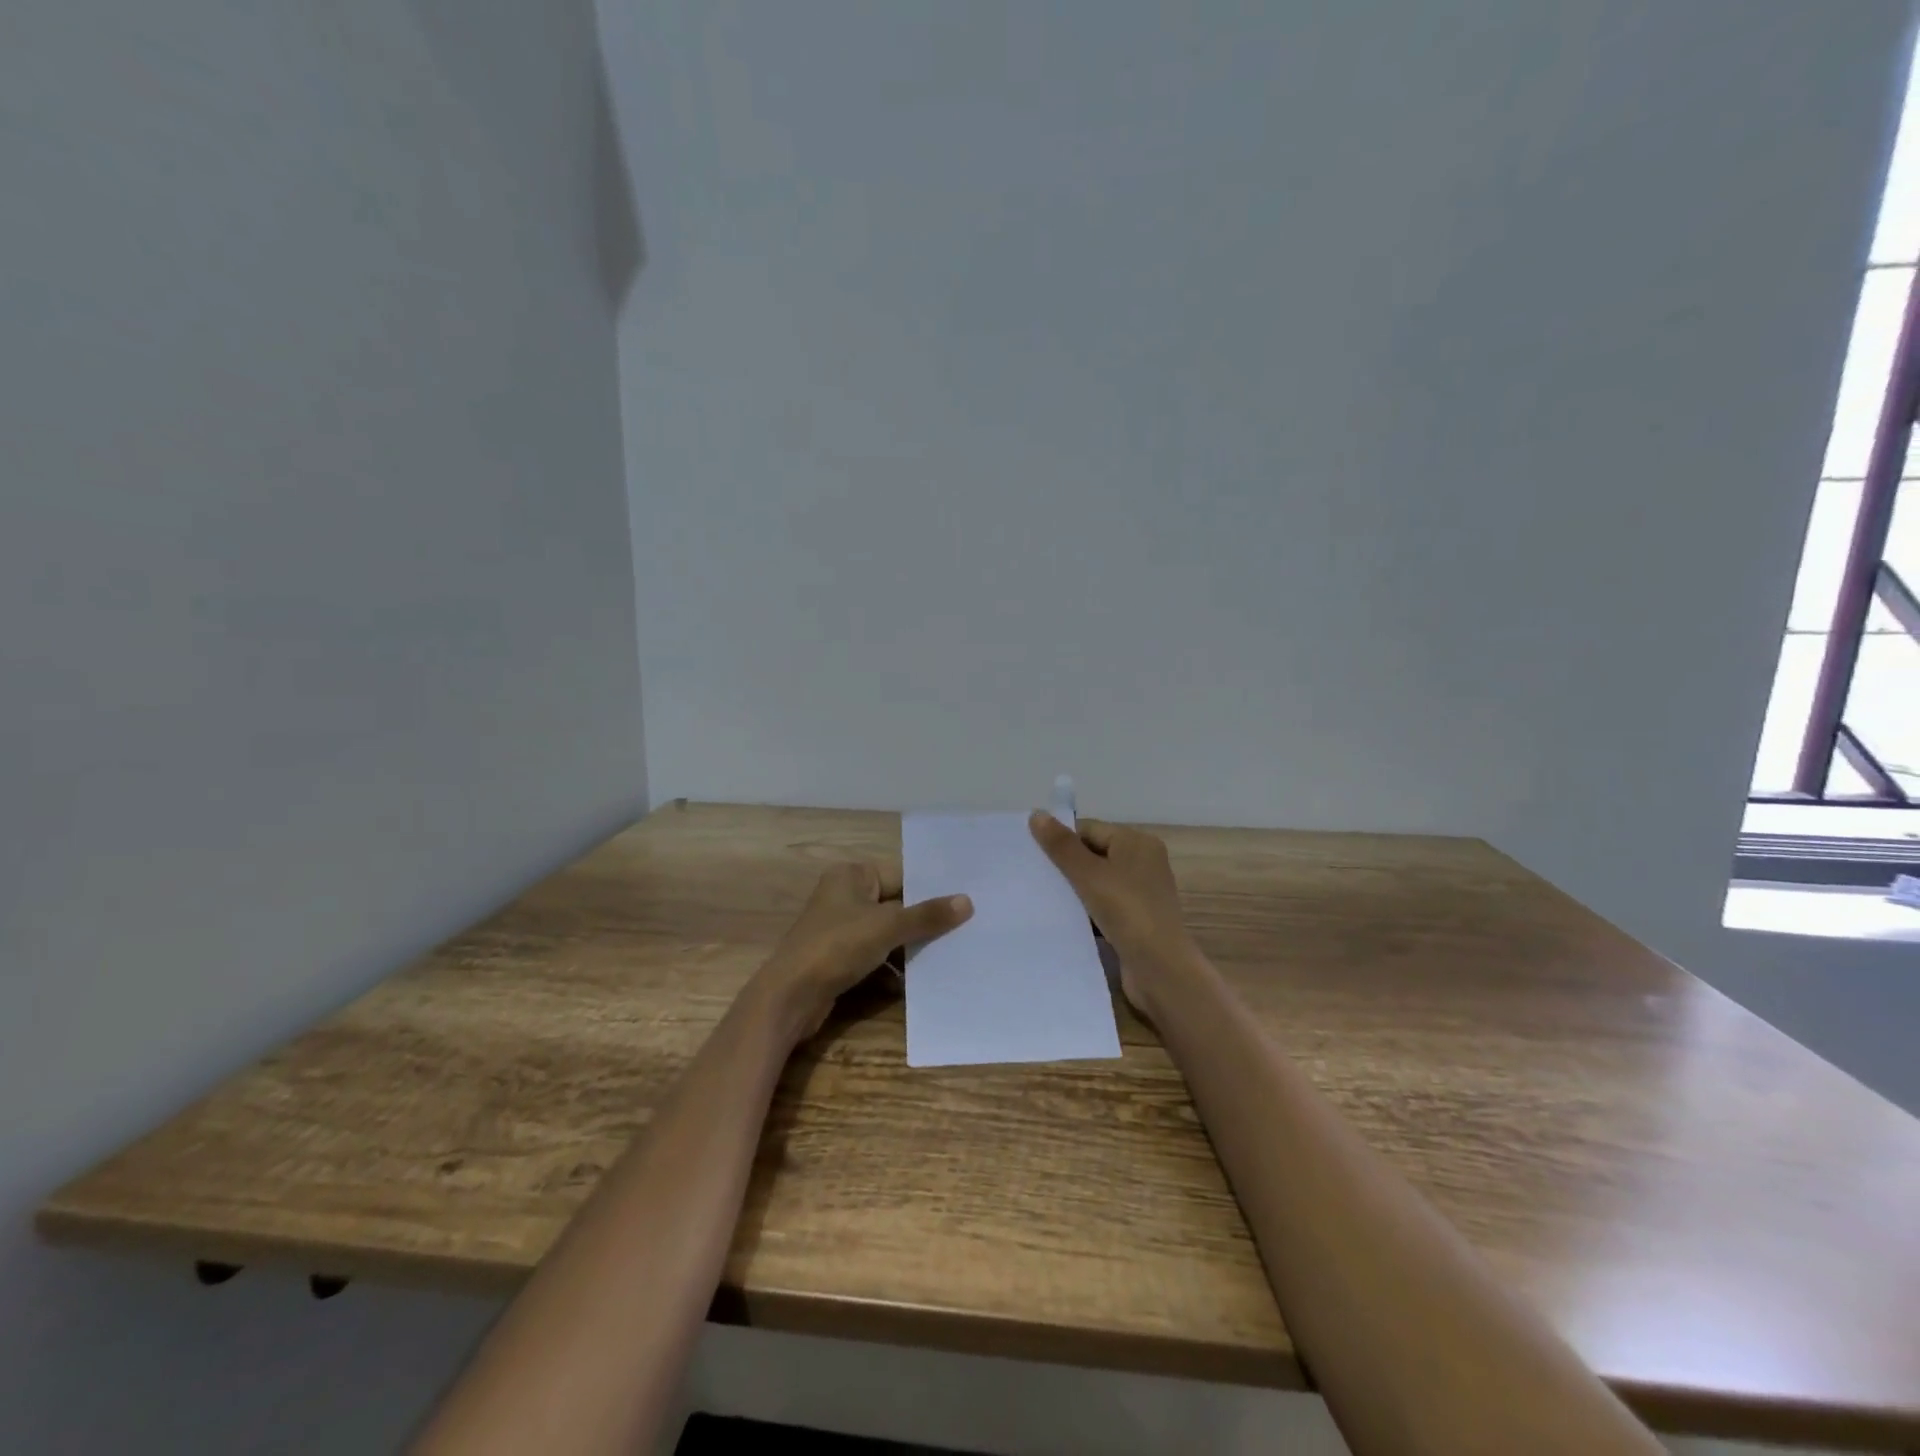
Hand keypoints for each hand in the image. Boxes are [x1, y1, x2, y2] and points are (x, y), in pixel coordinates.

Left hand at [754, 862, 972, 1042]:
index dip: (931, 890)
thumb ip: (927, 916)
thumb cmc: (837, 947)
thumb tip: (967, 901)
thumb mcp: (887, 927)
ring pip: (887, 934)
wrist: (790, 997)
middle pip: (896, 905)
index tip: (965, 901)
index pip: (901, 876)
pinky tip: (921, 980)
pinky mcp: (839, 959)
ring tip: (951, 955)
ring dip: (911, 947)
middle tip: (965, 929)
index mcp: (851, 876)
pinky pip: (876, 956)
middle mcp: (845, 896)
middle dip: (924, 922)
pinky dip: (894, 967)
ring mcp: (841, 929)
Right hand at [1029, 811, 1200, 1018]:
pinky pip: (1104, 905)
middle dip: (1065, 866)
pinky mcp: (1137, 919)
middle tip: (1033, 876)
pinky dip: (1086, 910)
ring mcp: (1142, 893)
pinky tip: (1064, 920)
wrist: (1160, 970)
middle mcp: (1143, 862)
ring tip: (1042, 898)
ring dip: (1074, 890)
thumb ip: (1062, 846)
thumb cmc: (1127, 912)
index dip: (1061, 840)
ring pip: (1097, 882)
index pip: (1089, 829)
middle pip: (1093, 854)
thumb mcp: (1089, 875)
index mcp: (1137, 843)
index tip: (1032, 856)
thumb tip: (1037, 814)